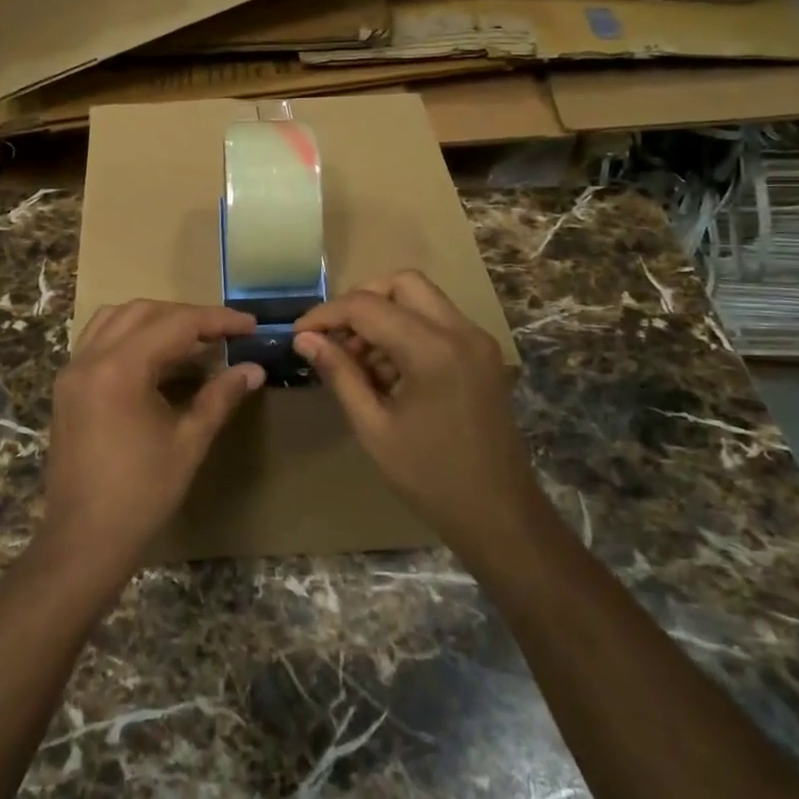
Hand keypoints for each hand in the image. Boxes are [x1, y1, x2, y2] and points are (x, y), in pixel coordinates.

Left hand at [38, 300, 264, 577]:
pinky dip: (129, 336)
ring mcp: (72, 372)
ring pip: (115, 319)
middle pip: (143, 312)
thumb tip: (253, 369)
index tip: (250, 325)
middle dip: (187, 316)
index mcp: (120, 368)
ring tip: (191, 340)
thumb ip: (220, 397)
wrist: (84, 540)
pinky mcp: (67, 388)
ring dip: (155, 320)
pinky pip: (98, 340)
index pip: (176, 324)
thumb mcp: (189, 442)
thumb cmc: (141, 494)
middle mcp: (90, 359)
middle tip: (224, 334)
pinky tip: (156, 359)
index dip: (217, 321)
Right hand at [293, 271, 541, 560]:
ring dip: (384, 317)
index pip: (369, 306)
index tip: (299, 333)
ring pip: (422, 299)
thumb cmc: (430, 477)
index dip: (327, 315)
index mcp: (433, 350)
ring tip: (357, 363)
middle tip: (335, 337)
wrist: (499, 514)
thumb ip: (339, 373)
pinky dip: (407, 331)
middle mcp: (461, 332)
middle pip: (403, 283)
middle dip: (362, 301)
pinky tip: (387, 372)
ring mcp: (478, 341)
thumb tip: (304, 338)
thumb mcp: (373, 427)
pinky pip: (438, 322)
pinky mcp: (483, 355)